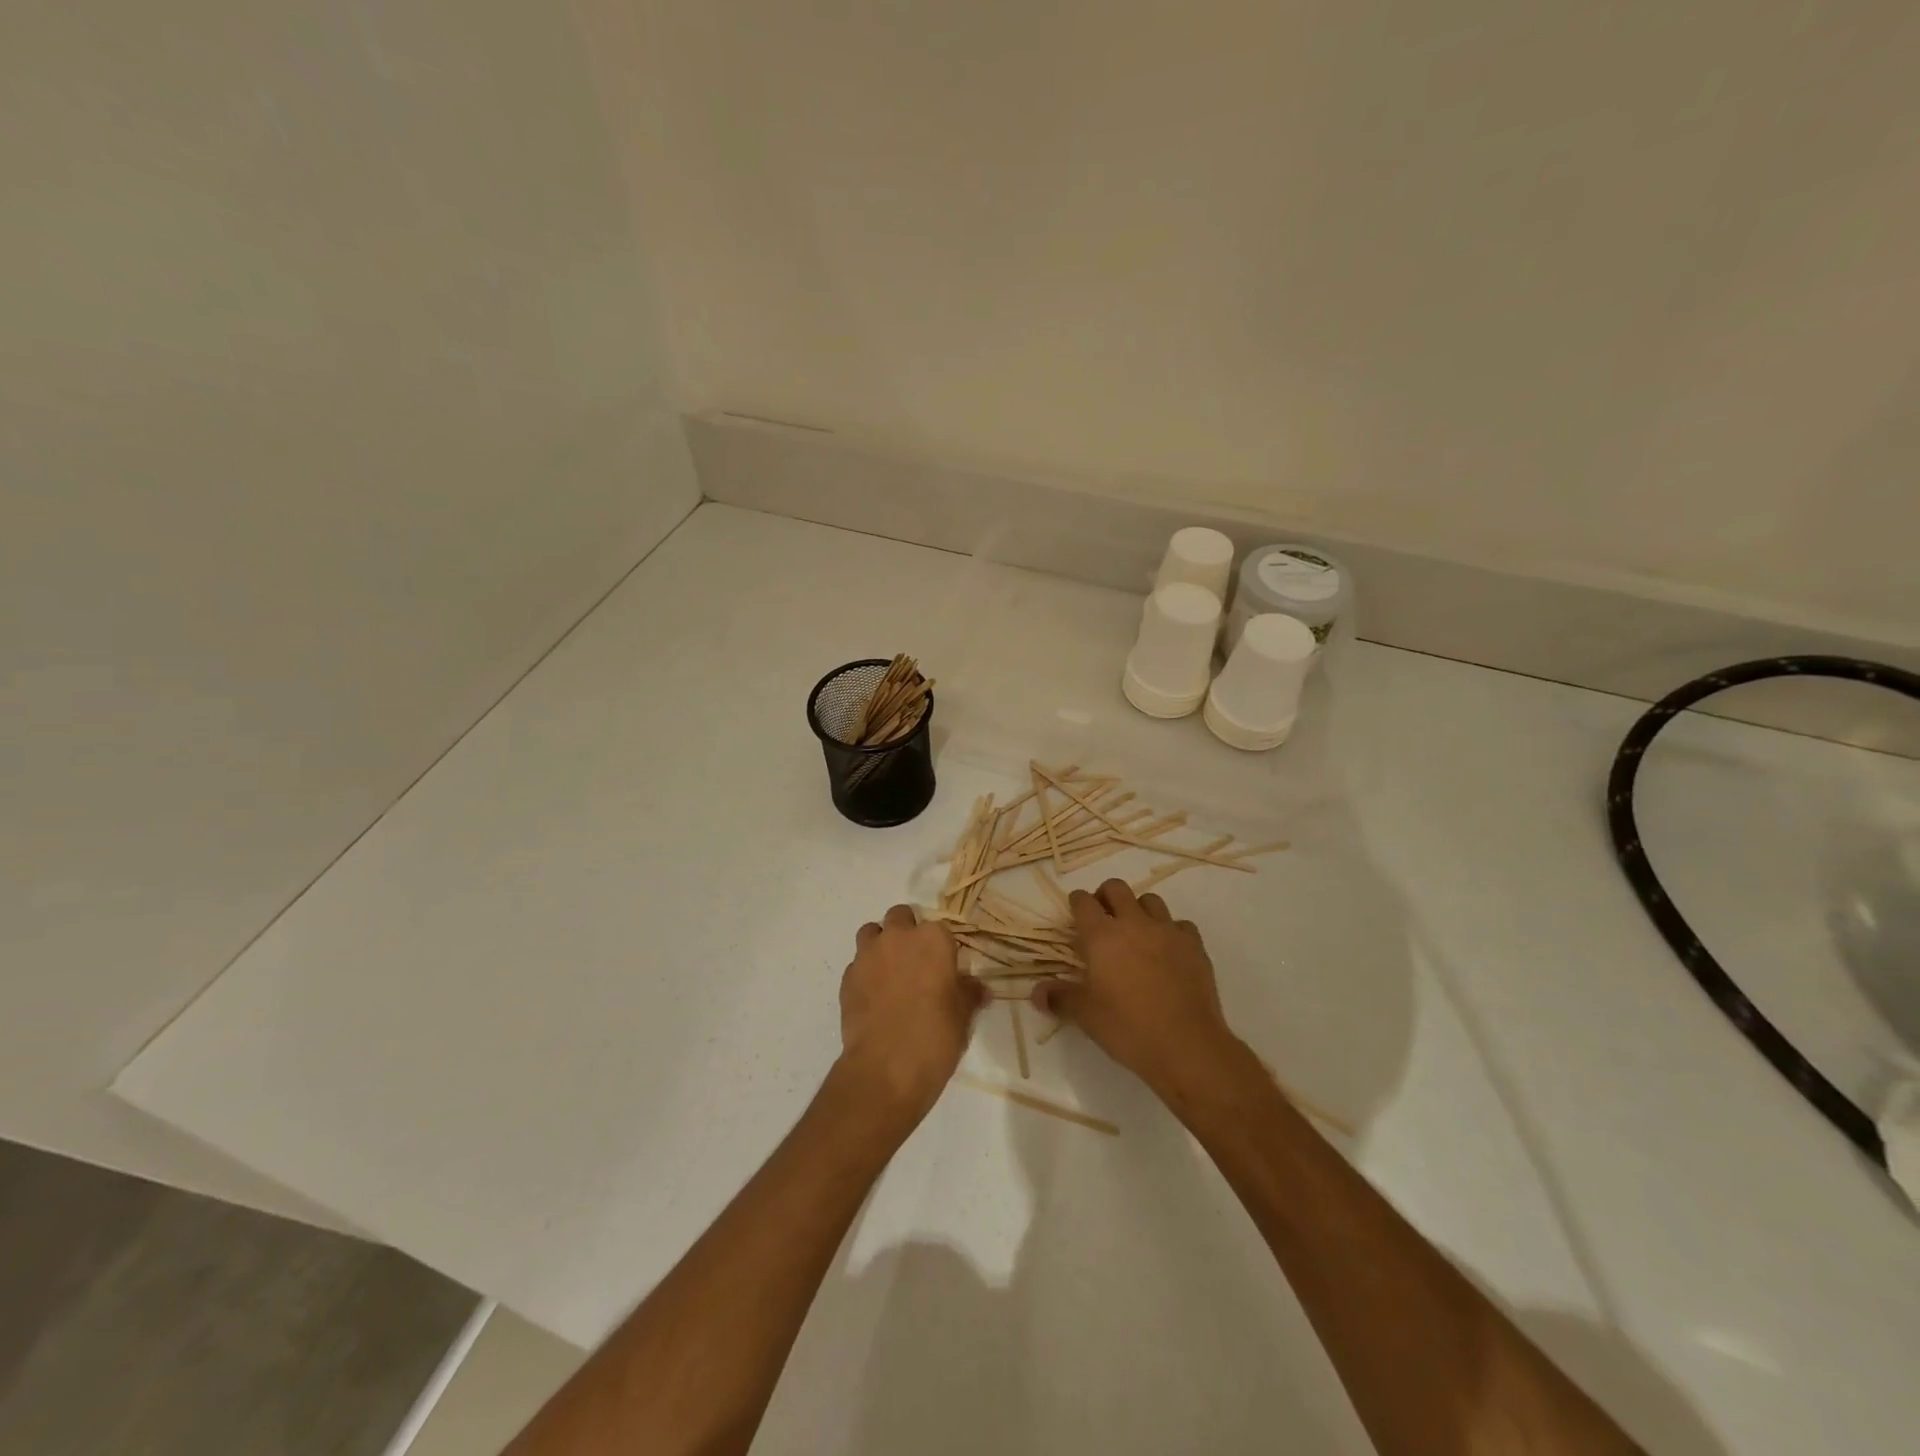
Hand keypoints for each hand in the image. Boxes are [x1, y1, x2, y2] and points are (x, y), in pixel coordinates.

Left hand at [837, 905, 986, 1133]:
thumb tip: (980, 989)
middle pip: (900, 916)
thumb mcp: (963, 1015)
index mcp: (933, 940)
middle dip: (907, 931)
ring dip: (880, 944)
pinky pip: (857, 964)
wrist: (886, 1068)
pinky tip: (874, 998)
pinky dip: (865, 973)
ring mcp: (868, 955)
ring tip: (890, 972)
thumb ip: (969, 993)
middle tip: (916, 962)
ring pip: (871, 933)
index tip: (945, 967)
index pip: (940, 929)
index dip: (942, 947)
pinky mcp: (847, 978)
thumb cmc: (935, 1036)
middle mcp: (898, 938)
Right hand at [1034, 879, 1240, 1099]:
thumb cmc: (1128, 1028)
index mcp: (1102, 936)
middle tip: (1102, 918)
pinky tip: (1168, 950)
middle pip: (1116, 888)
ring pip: (1150, 900)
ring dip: (1139, 910)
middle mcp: (1134, 924)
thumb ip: (1060, 998)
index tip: (1075, 913)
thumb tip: (1036, 993)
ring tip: (1136, 932)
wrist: (1186, 1045)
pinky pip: (1180, 925)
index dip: (1077, 902)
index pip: (1083, 902)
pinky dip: (1171, 931)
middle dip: (1105, 896)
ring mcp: (1167, 931)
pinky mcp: (1194, 945)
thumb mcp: (1086, 1016)